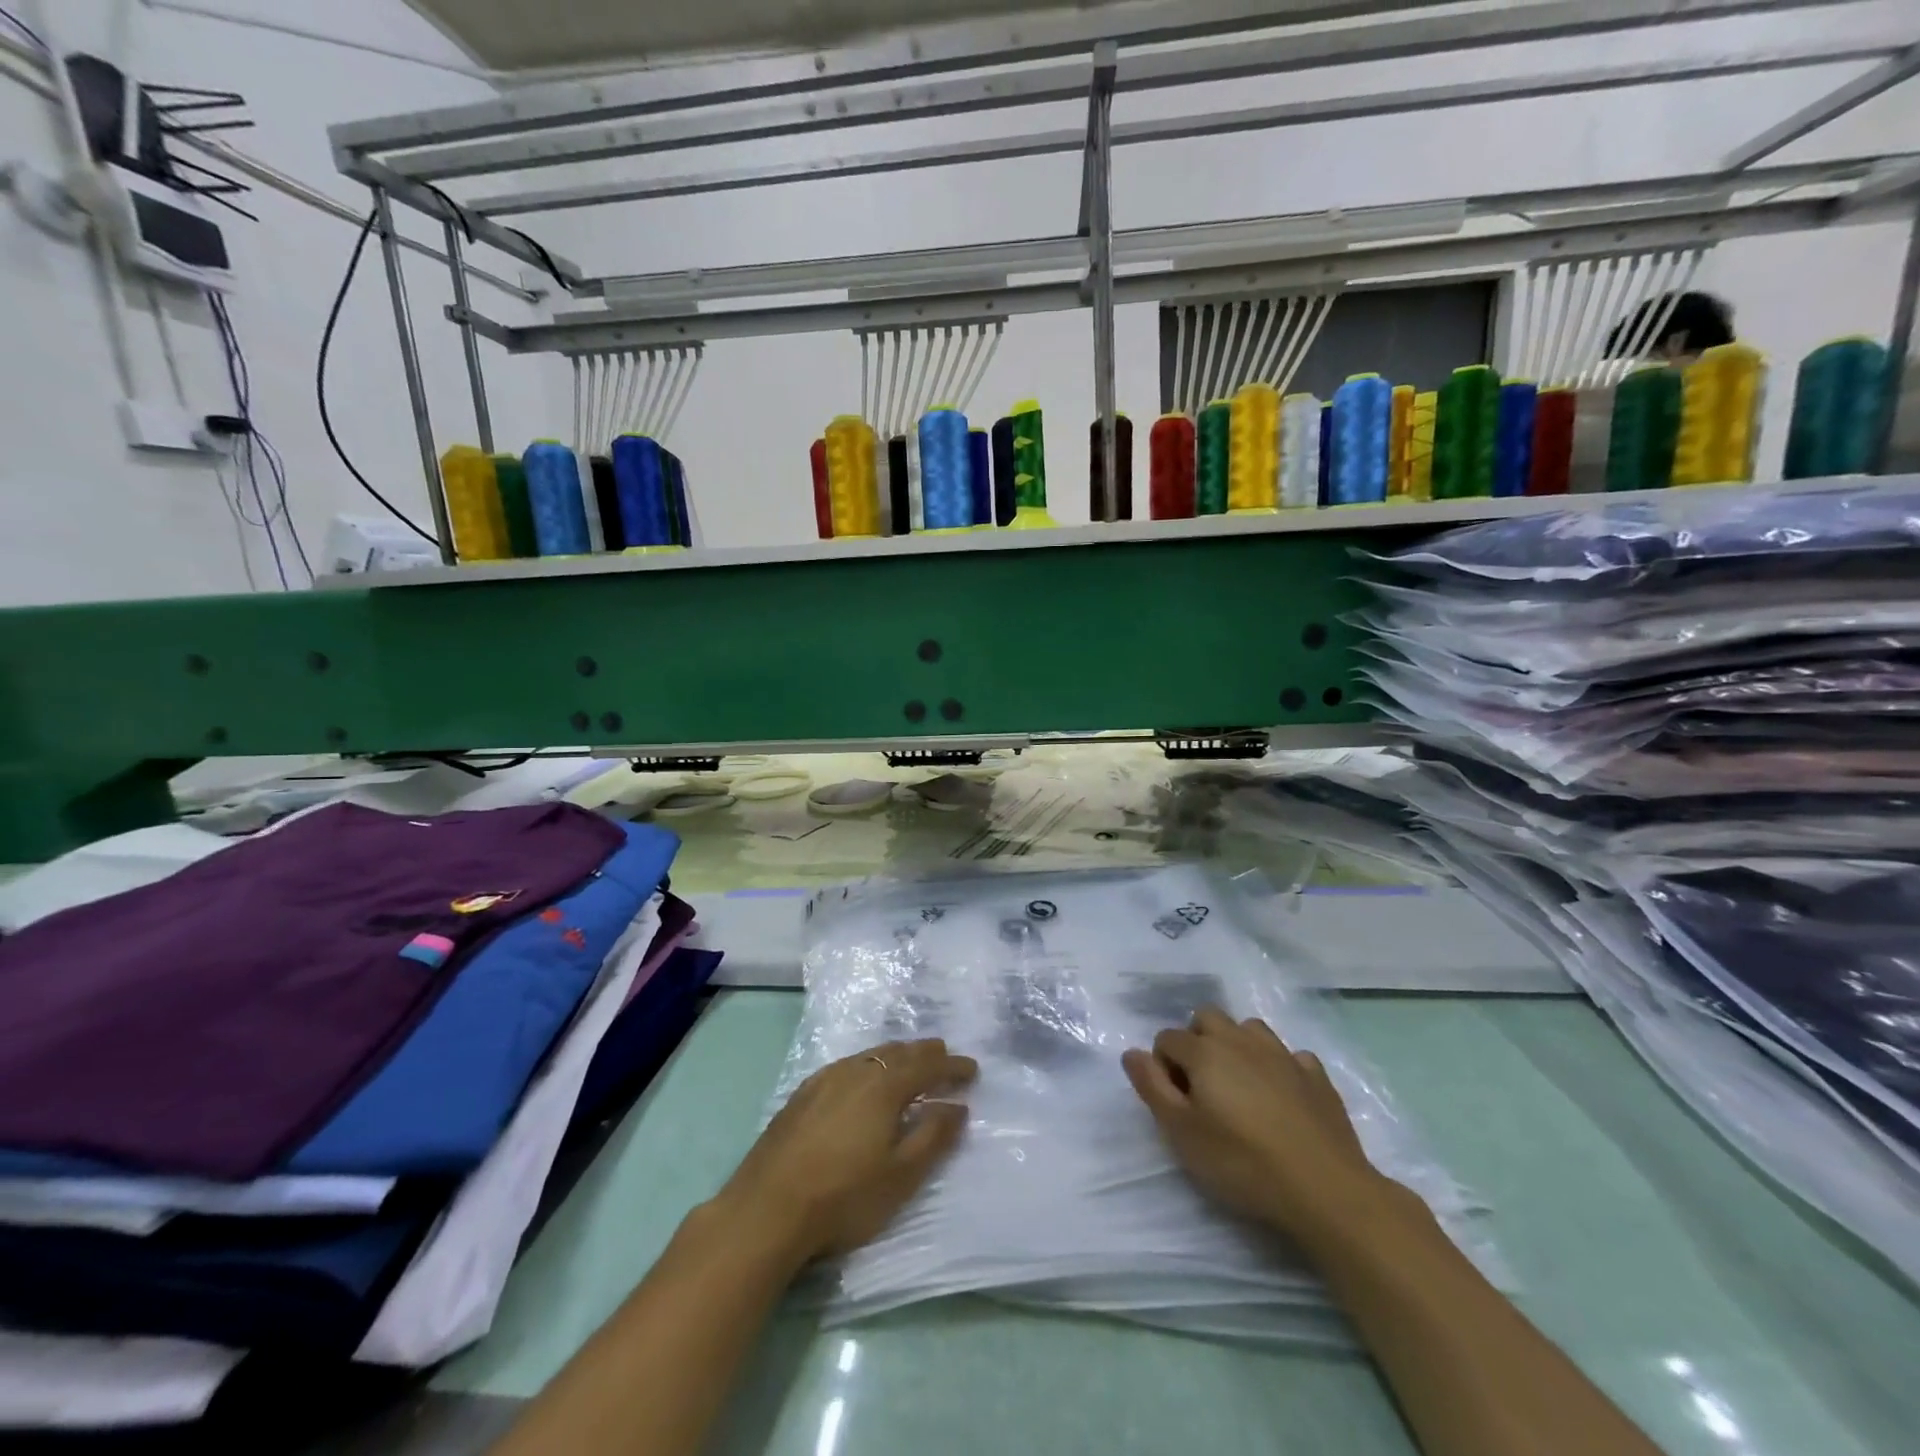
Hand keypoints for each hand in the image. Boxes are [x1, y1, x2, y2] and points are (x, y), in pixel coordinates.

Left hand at [716, 1038, 976, 1266]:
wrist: (766, 1210)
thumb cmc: (843, 1197)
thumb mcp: (900, 1175)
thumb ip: (933, 1136)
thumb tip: (957, 1106)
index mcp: (884, 1086)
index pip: (927, 1065)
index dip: (952, 1067)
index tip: (972, 1069)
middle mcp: (855, 1071)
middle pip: (898, 1052)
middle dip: (925, 1053)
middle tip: (944, 1058)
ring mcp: (824, 1079)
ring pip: (870, 1055)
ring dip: (895, 1056)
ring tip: (908, 1064)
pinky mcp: (802, 1094)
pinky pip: (847, 1066)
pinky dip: (868, 1065)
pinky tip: (862, 1080)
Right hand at [1123, 1006, 1390, 1247]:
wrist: (1325, 1188)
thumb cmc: (1242, 1162)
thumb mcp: (1182, 1133)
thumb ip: (1152, 1087)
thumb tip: (1132, 1053)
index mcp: (1205, 1052)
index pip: (1167, 1038)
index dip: (1162, 1065)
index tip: (1174, 1101)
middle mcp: (1240, 1040)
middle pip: (1207, 1018)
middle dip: (1196, 1041)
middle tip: (1202, 1087)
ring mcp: (1282, 1054)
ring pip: (1249, 1029)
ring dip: (1237, 1046)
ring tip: (1239, 1087)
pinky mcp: (1316, 1076)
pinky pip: (1290, 1055)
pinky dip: (1279, 1067)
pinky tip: (1282, 1096)